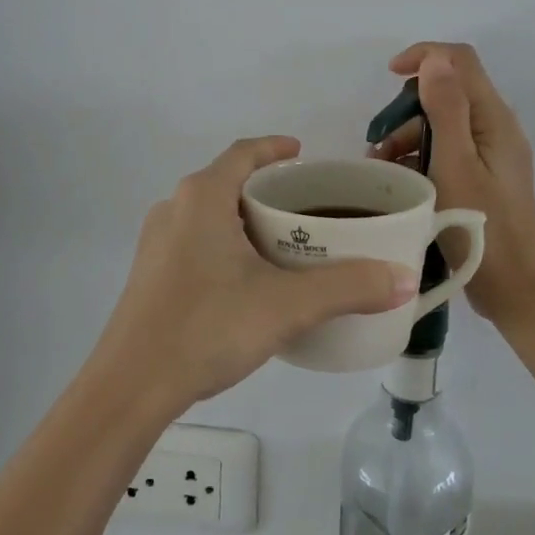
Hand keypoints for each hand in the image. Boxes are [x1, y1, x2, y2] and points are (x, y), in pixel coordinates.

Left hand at [95, 135, 419, 411]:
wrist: (130, 386)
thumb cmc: (207, 326)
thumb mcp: (286, 305)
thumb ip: (348, 288)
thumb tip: (404, 279)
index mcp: (203, 196)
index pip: (244, 152)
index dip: (274, 148)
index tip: (303, 152)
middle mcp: (175, 207)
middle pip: (227, 181)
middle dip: (266, 188)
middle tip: (306, 206)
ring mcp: (157, 241)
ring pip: (210, 213)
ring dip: (245, 217)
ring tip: (283, 242)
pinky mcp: (151, 272)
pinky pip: (196, 239)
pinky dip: (226, 242)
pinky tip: (246, 279)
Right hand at [369, 43, 534, 329]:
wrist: (517, 292)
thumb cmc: (482, 226)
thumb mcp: (455, 163)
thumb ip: (446, 108)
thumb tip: (435, 59)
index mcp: (495, 119)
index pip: (460, 60)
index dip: (424, 55)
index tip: (388, 74)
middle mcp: (497, 129)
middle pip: (448, 91)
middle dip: (408, 107)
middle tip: (379, 143)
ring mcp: (493, 154)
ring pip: (444, 123)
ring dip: (409, 136)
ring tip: (381, 168)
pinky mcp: (485, 177)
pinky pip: (448, 149)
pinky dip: (421, 156)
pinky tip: (400, 180)